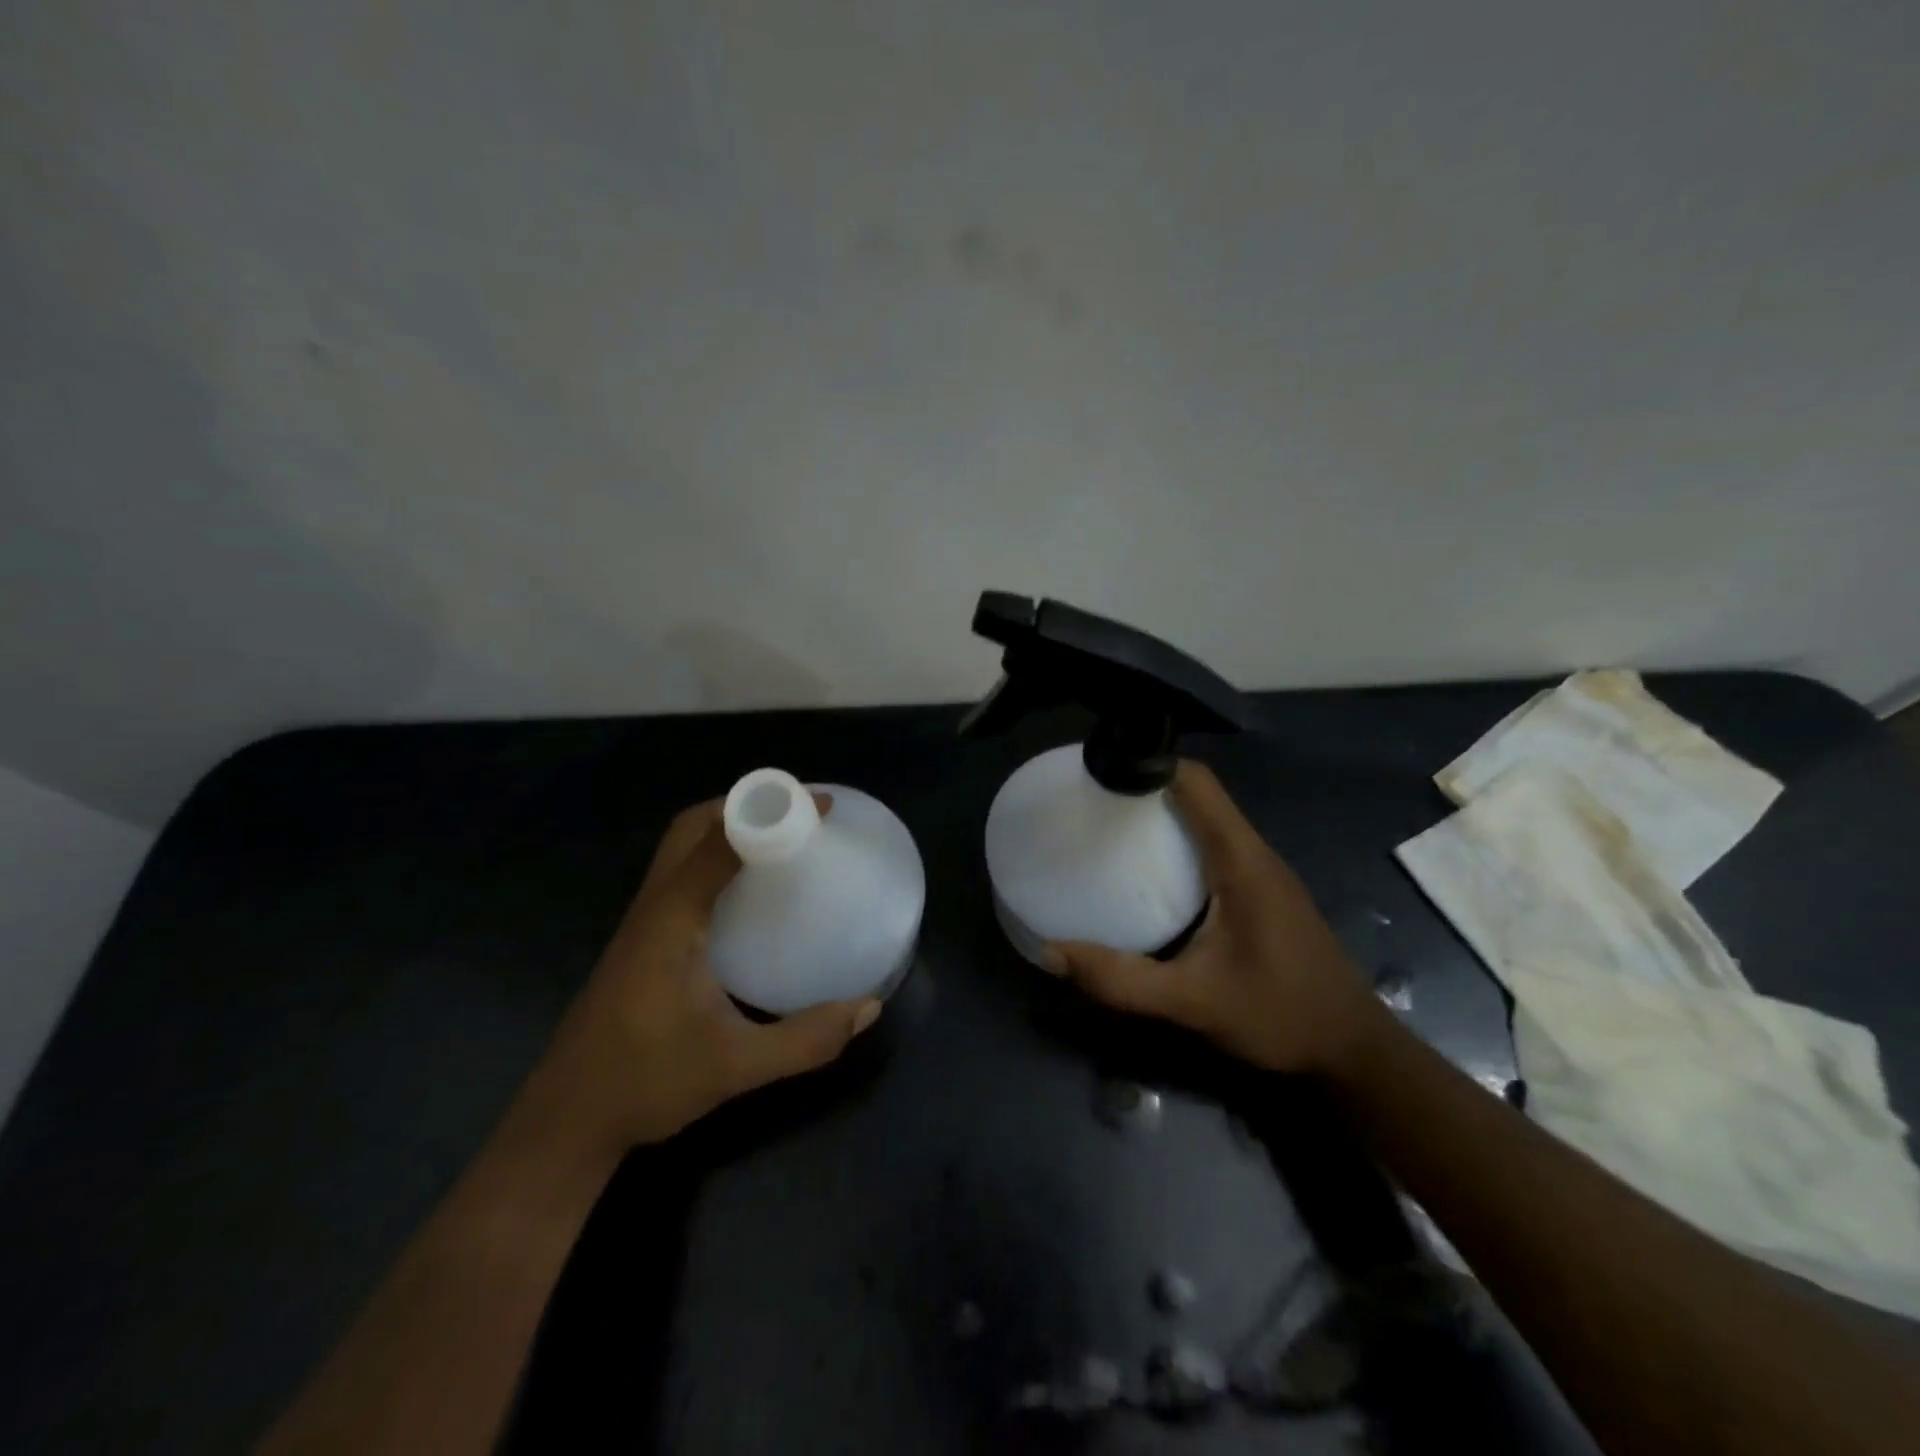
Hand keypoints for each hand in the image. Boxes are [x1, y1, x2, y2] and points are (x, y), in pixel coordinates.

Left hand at [521, 796, 881, 1156]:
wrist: (566, 1121)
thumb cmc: (646, 1084)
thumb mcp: (736, 1068)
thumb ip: (806, 1040)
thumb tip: (869, 1007)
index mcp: (671, 920)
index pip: (719, 841)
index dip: (770, 813)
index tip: (821, 806)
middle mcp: (653, 907)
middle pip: (691, 827)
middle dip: (745, 805)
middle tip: (800, 815)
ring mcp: (641, 921)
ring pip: (680, 847)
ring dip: (727, 827)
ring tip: (782, 839)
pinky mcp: (641, 938)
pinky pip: (679, 873)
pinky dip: (715, 856)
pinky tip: (747, 890)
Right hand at [1042, 761, 1384, 1076]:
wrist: (1353, 1053)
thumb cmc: (1280, 1015)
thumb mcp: (1193, 1002)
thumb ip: (1122, 980)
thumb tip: (1051, 953)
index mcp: (1242, 861)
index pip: (1197, 783)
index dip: (1150, 764)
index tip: (1100, 772)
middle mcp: (1254, 854)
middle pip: (1198, 794)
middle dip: (1146, 787)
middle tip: (1091, 802)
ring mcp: (1262, 872)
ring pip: (1207, 820)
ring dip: (1162, 814)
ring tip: (1108, 828)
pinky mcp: (1262, 892)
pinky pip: (1214, 846)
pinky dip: (1178, 841)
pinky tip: (1148, 873)